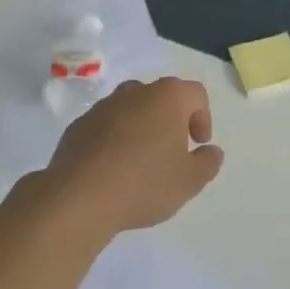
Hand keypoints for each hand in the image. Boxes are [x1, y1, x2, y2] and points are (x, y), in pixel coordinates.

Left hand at [34, 77, 225, 233]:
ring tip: (141, 162)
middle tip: (172, 152)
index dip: (203, 118)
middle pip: (162, 97)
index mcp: (168, 97)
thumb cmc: (144, 183)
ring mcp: (103, 106)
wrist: (79, 197)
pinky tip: (113, 169)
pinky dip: (114, 139)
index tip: (197, 146)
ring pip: (131, 109)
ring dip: (141, 128)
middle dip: (171, 120)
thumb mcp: (190, 181)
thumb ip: (208, 162)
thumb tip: (211, 151)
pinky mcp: (79, 125)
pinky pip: (106, 126)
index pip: (196, 94)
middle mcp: (136, 91)